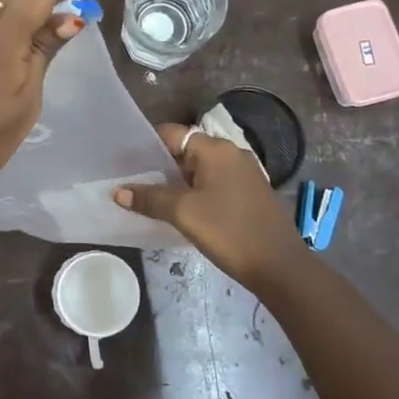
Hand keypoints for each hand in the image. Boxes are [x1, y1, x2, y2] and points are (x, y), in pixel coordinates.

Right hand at [113, 123, 309, 289]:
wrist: (279, 265)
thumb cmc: (229, 231)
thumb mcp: (183, 213)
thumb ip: (150, 199)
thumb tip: (119, 192)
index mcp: (216, 149)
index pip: (172, 133)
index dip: (146, 145)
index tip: (124, 161)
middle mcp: (231, 153)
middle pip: (186, 150)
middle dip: (159, 166)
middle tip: (132, 182)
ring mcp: (244, 173)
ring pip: (200, 169)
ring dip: (176, 182)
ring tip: (150, 198)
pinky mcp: (250, 193)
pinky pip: (214, 183)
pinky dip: (195, 192)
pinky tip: (181, 211)